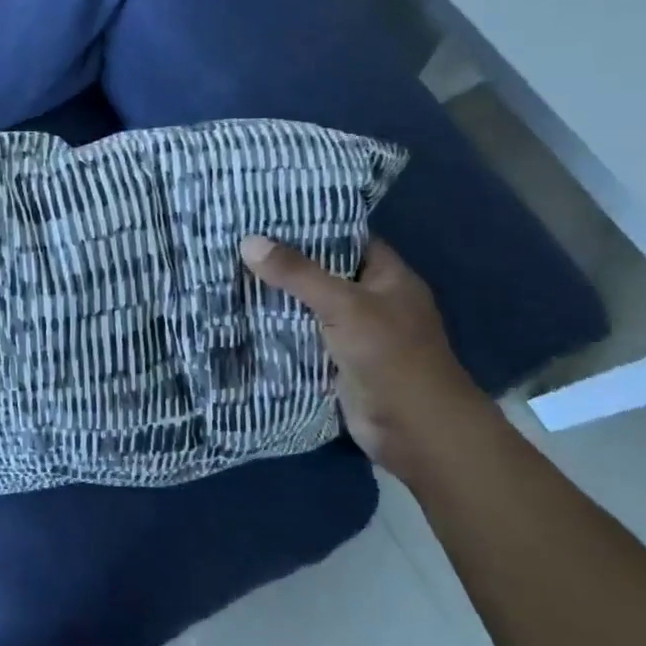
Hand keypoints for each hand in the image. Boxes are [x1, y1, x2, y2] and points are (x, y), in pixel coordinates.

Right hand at [239, 235, 490, 474]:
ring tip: (229, 271)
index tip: (266, 214)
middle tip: (236, 241)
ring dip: (277, 296)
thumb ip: (297, 274)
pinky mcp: (337, 361)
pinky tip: (241, 313)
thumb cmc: (391, 356)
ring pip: (309, 305)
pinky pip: (302, 336)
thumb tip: (249, 241)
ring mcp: (355, 332)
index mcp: (387, 276)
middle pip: (322, 272)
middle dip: (284, 261)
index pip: (345, 238)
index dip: (309, 225)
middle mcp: (372, 299)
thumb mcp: (344, 305)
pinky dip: (277, 328)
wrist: (416, 431)